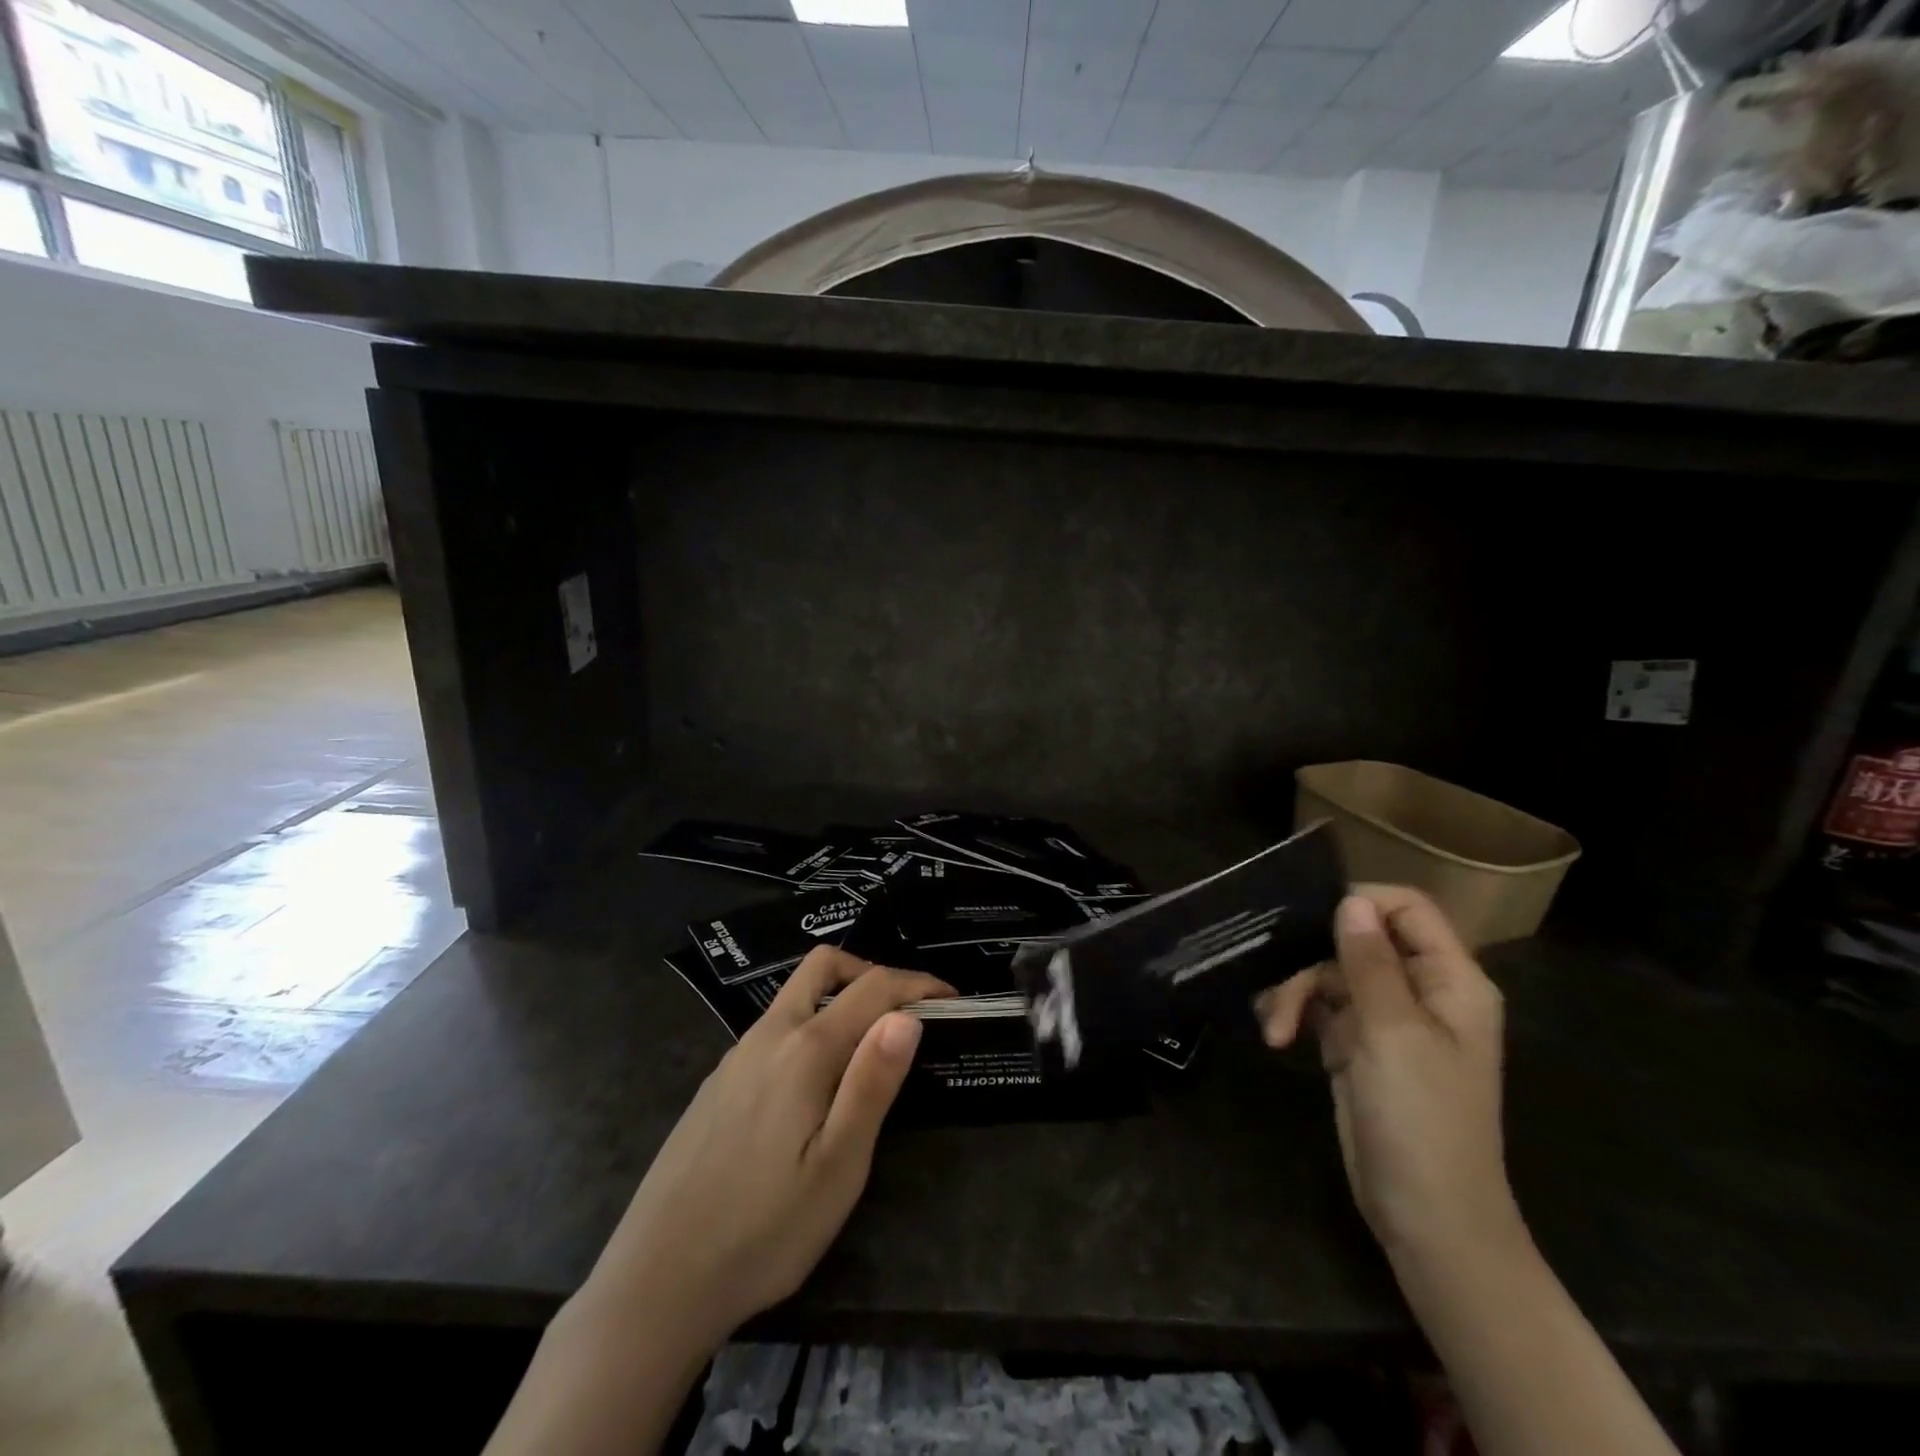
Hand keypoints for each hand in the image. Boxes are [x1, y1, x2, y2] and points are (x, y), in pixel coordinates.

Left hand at [578, 946, 952, 1350]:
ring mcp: (737, 1056)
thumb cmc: (764, 1230)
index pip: (873, 988)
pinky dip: (809, 1026)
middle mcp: (769, 1036)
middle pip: (823, 966)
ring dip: (839, 998)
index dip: (918, 984)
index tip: (954, 999)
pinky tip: (815, 1083)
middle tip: (906, 1010)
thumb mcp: (838, 1167)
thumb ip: (872, 1083)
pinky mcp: (719, 1082)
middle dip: (872, 971)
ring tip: (869, 1046)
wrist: (657, 1280)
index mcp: (805, 1050)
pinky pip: (774, 1029)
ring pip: (795, 996)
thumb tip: (906, 1015)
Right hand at [1258, 887, 1523, 1269]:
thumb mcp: (1394, 1033)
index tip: (1311, 919)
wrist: (1426, 1218)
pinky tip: (1274, 1033)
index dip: (1361, 902)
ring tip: (1273, 1028)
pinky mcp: (1356, 1044)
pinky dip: (1293, 1013)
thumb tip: (1350, 900)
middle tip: (1278, 982)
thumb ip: (1370, 962)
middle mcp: (1421, 991)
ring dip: (1295, 992)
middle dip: (1312, 958)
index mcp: (1451, 981)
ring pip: (1330, 972)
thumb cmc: (1423, 1120)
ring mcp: (1386, 1019)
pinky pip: (1318, 1005)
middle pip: (1358, 939)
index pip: (1408, 909)